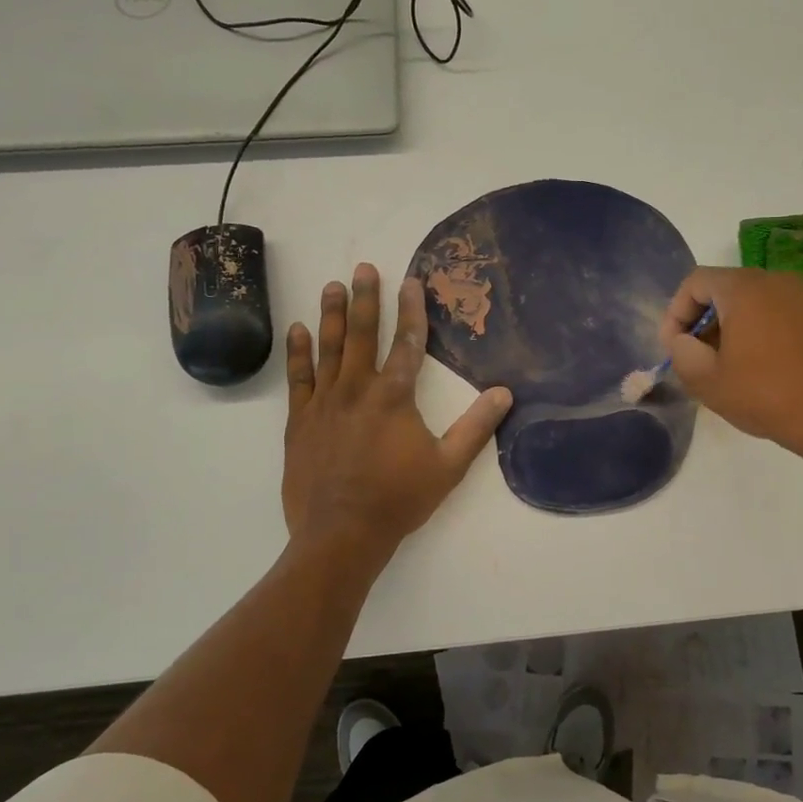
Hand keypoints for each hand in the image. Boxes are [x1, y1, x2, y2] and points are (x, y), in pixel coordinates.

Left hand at [283, 264, 511, 556]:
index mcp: (394, 397)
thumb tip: (504, 393)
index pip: (408, 343)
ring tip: (334, 286)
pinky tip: (298, 329)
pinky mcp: (300, 421)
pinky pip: (299, 378)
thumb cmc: (399, 499)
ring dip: (332, 314)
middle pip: (363, 334)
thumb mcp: (449, 466)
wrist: (341, 534)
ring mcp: (324, 403)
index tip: (411, 281)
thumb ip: (477, 427)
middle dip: (367, 299)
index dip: (412, 310)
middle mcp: (357, 389)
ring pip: (329, 348)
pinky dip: (298, 352)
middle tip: (365, 268)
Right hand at [659, 267, 802, 459]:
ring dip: (729, 327)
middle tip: (694, 358)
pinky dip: (757, 331)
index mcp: (745, 288)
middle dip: (702, 320)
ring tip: (724, 366)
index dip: (675, 313)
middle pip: (724, 288)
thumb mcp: (707, 380)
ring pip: (751, 301)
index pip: (695, 282)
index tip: (673, 348)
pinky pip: (776, 313)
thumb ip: (681, 353)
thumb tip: (683, 341)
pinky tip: (757, 368)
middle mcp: (776, 280)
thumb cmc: (766, 395)